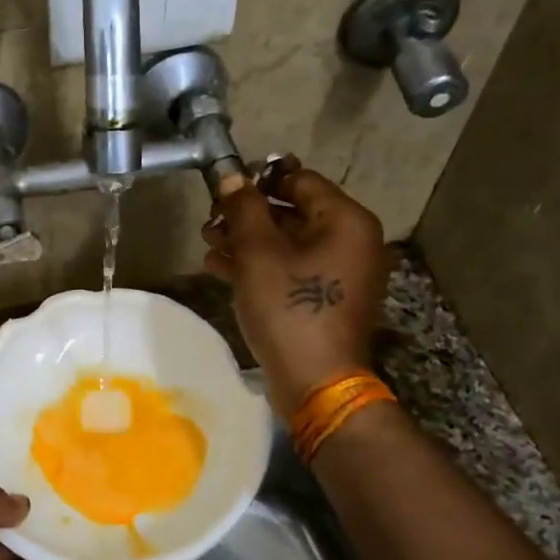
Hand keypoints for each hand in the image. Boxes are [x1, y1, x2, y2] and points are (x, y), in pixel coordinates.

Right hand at [201, 164, 390, 417]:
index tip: (221, 188)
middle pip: (293, 212)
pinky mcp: (326, 298)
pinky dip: (260, 266)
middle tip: (209, 221)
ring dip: (247, 241)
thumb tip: (231, 176)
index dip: (258, 179)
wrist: (316, 383)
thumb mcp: (259, 253)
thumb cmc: (289, 310)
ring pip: (288, 243)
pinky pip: (291, 269)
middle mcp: (351, 241)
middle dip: (247, 215)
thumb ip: (243, 209)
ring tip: (208, 244)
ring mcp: (340, 272)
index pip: (299, 179)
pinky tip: (221, 268)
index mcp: (346, 221)